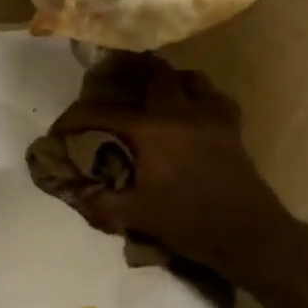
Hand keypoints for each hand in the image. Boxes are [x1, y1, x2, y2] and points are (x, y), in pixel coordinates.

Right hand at [50, 60, 290, 281]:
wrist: (247, 234)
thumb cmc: (188, 224)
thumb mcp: (136, 216)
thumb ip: (101, 202)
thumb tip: (76, 191)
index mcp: (151, 132)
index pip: (104, 112)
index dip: (76, 117)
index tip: (60, 127)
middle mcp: (180, 113)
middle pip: (154, 73)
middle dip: (130, 74)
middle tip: (113, 87)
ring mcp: (210, 116)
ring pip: (189, 77)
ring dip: (168, 80)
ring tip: (154, 95)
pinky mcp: (232, 126)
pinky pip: (215, 97)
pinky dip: (200, 96)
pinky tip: (192, 112)